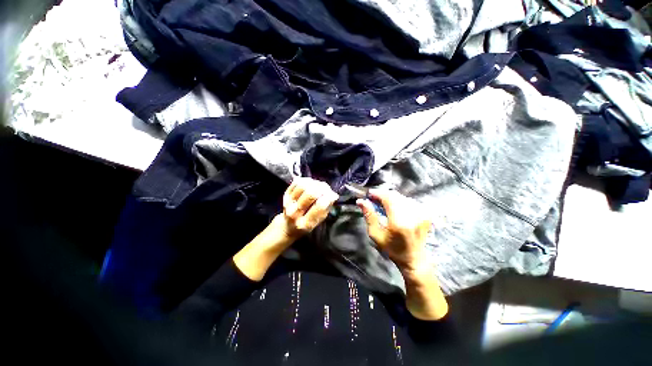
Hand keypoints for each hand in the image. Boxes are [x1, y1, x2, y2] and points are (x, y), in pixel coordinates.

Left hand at [276, 177, 338, 241]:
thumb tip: (333, 195)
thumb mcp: (319, 221)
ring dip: (314, 183)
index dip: (328, 197)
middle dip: (322, 188)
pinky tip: (311, 184)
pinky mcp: (285, 194)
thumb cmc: (308, 223)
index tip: (331, 195)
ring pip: (304, 185)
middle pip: (310, 193)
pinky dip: (307, 181)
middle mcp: (295, 213)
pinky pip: (297, 182)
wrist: (288, 226)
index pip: (319, 206)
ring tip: (319, 186)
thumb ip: (326, 208)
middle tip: (326, 188)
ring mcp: (288, 203)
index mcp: (306, 223)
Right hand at [358, 189, 447, 320]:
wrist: (414, 259)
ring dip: (391, 198)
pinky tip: (395, 207)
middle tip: (374, 199)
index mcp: (399, 221)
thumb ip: (369, 216)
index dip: (378, 193)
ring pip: (402, 197)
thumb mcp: (376, 234)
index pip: (388, 198)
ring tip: (383, 203)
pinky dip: (400, 201)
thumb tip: (360, 201)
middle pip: (395, 195)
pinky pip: (409, 201)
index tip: (369, 193)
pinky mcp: (425, 214)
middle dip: (383, 194)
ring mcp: (421, 213)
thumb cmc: (392, 249)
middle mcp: (412, 215)